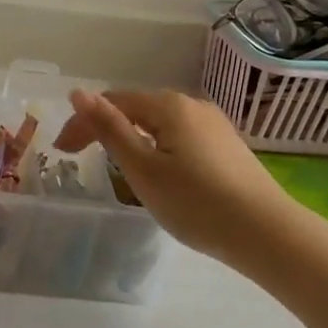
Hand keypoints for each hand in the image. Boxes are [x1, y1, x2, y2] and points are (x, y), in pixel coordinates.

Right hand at [53, 89, 288, 266]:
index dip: (83, 122)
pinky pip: (179, 139)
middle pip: (137, 109)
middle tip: (80, 159)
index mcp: (169, 106)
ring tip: (115, 168)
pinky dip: (157, 149)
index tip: (62, 151)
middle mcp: (193, 106)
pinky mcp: (227, 148)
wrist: (265, 233)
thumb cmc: (195, 202)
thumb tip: (79, 93)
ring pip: (160, 125)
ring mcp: (215, 126)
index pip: (113, 102)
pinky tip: (158, 174)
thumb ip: (109, 129)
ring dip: (131, 140)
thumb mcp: (142, 168)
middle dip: (105, 129)